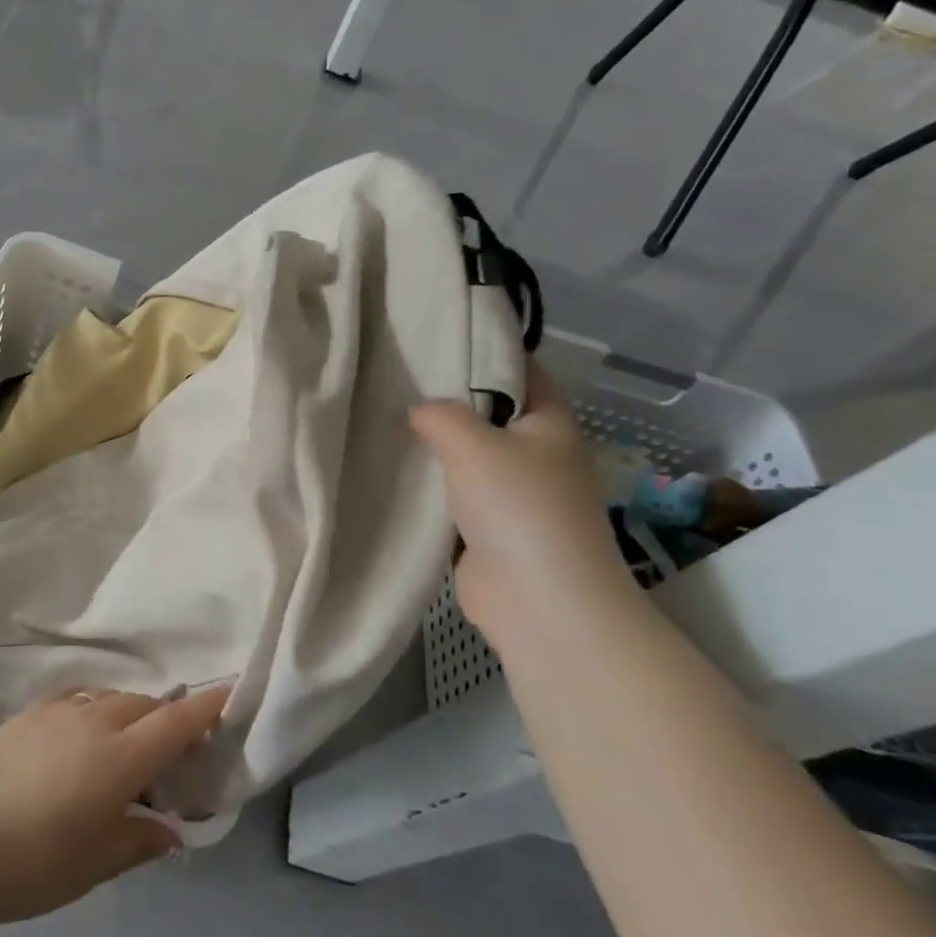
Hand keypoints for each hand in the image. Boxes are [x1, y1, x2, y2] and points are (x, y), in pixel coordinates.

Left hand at [0, 685, 229, 928]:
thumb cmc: (34, 864)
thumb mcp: (95, 864)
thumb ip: (139, 841)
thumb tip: (171, 831)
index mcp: (119, 759)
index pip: (174, 723)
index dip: (205, 707)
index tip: (228, 691)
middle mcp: (94, 722)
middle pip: (144, 706)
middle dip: (165, 718)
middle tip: (170, 749)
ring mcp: (59, 712)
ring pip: (110, 698)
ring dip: (129, 712)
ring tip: (126, 743)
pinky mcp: (29, 712)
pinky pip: (76, 697)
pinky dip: (94, 707)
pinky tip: (84, 728)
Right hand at [411, 359, 628, 628]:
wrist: (539, 602)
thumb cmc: (519, 507)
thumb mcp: (475, 444)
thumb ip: (442, 415)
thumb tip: (419, 411)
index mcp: (550, 425)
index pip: (523, 371)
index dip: (489, 350)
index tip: (442, 334)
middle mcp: (537, 456)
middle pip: (491, 415)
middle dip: (449, 400)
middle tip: (398, 376)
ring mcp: (514, 497)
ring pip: (469, 458)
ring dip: (436, 447)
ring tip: (385, 417)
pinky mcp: (489, 531)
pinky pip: (454, 496)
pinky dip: (430, 486)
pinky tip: (393, 470)